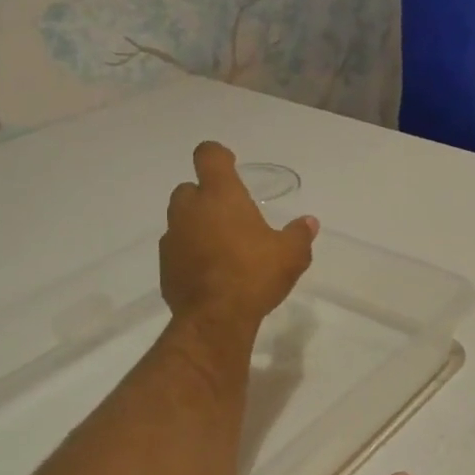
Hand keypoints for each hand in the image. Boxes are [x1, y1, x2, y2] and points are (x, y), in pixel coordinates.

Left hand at [160, 141, 316, 326]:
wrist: (215, 318)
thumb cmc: (254, 275)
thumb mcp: (291, 255)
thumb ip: (299, 234)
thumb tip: (309, 222)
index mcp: (220, 196)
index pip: (209, 156)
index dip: (218, 156)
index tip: (230, 164)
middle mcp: (190, 210)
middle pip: (190, 189)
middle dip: (207, 197)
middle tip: (230, 216)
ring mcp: (173, 238)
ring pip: (181, 221)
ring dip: (198, 227)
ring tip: (222, 248)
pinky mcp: (165, 266)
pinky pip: (178, 250)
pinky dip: (191, 254)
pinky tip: (210, 273)